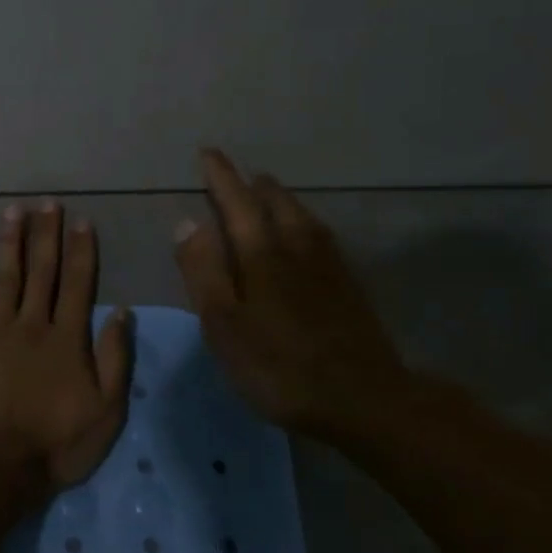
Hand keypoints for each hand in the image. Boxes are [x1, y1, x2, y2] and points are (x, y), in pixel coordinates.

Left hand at [0, 200, 133, 498]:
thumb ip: (116, 359)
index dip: (82, 251)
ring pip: (5, 279)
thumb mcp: (107, 410)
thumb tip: (122, 312)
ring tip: (13, 211)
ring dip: (10, 243)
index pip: (78, 285)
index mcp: (67, 339)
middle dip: (47, 235)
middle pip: (42, 273)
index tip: (83, 221)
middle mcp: (32, 325)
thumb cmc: (58, 444)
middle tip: (48, 203)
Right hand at [174, 149, 418, 442]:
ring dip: (281, 200)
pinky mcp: (349, 286)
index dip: (221, 177)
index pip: (236, 202)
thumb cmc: (279, 365)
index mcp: (262, 253)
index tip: (209, 153)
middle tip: (240, 177)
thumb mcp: (224, 324)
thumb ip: (203, 270)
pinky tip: (306, 237)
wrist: (364, 400)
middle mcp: (298, 247)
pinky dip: (303, 223)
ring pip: (302, 217)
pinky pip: (320, 236)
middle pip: (276, 202)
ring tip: (269, 196)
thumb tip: (187, 221)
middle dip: (254, 186)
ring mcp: (329, 266)